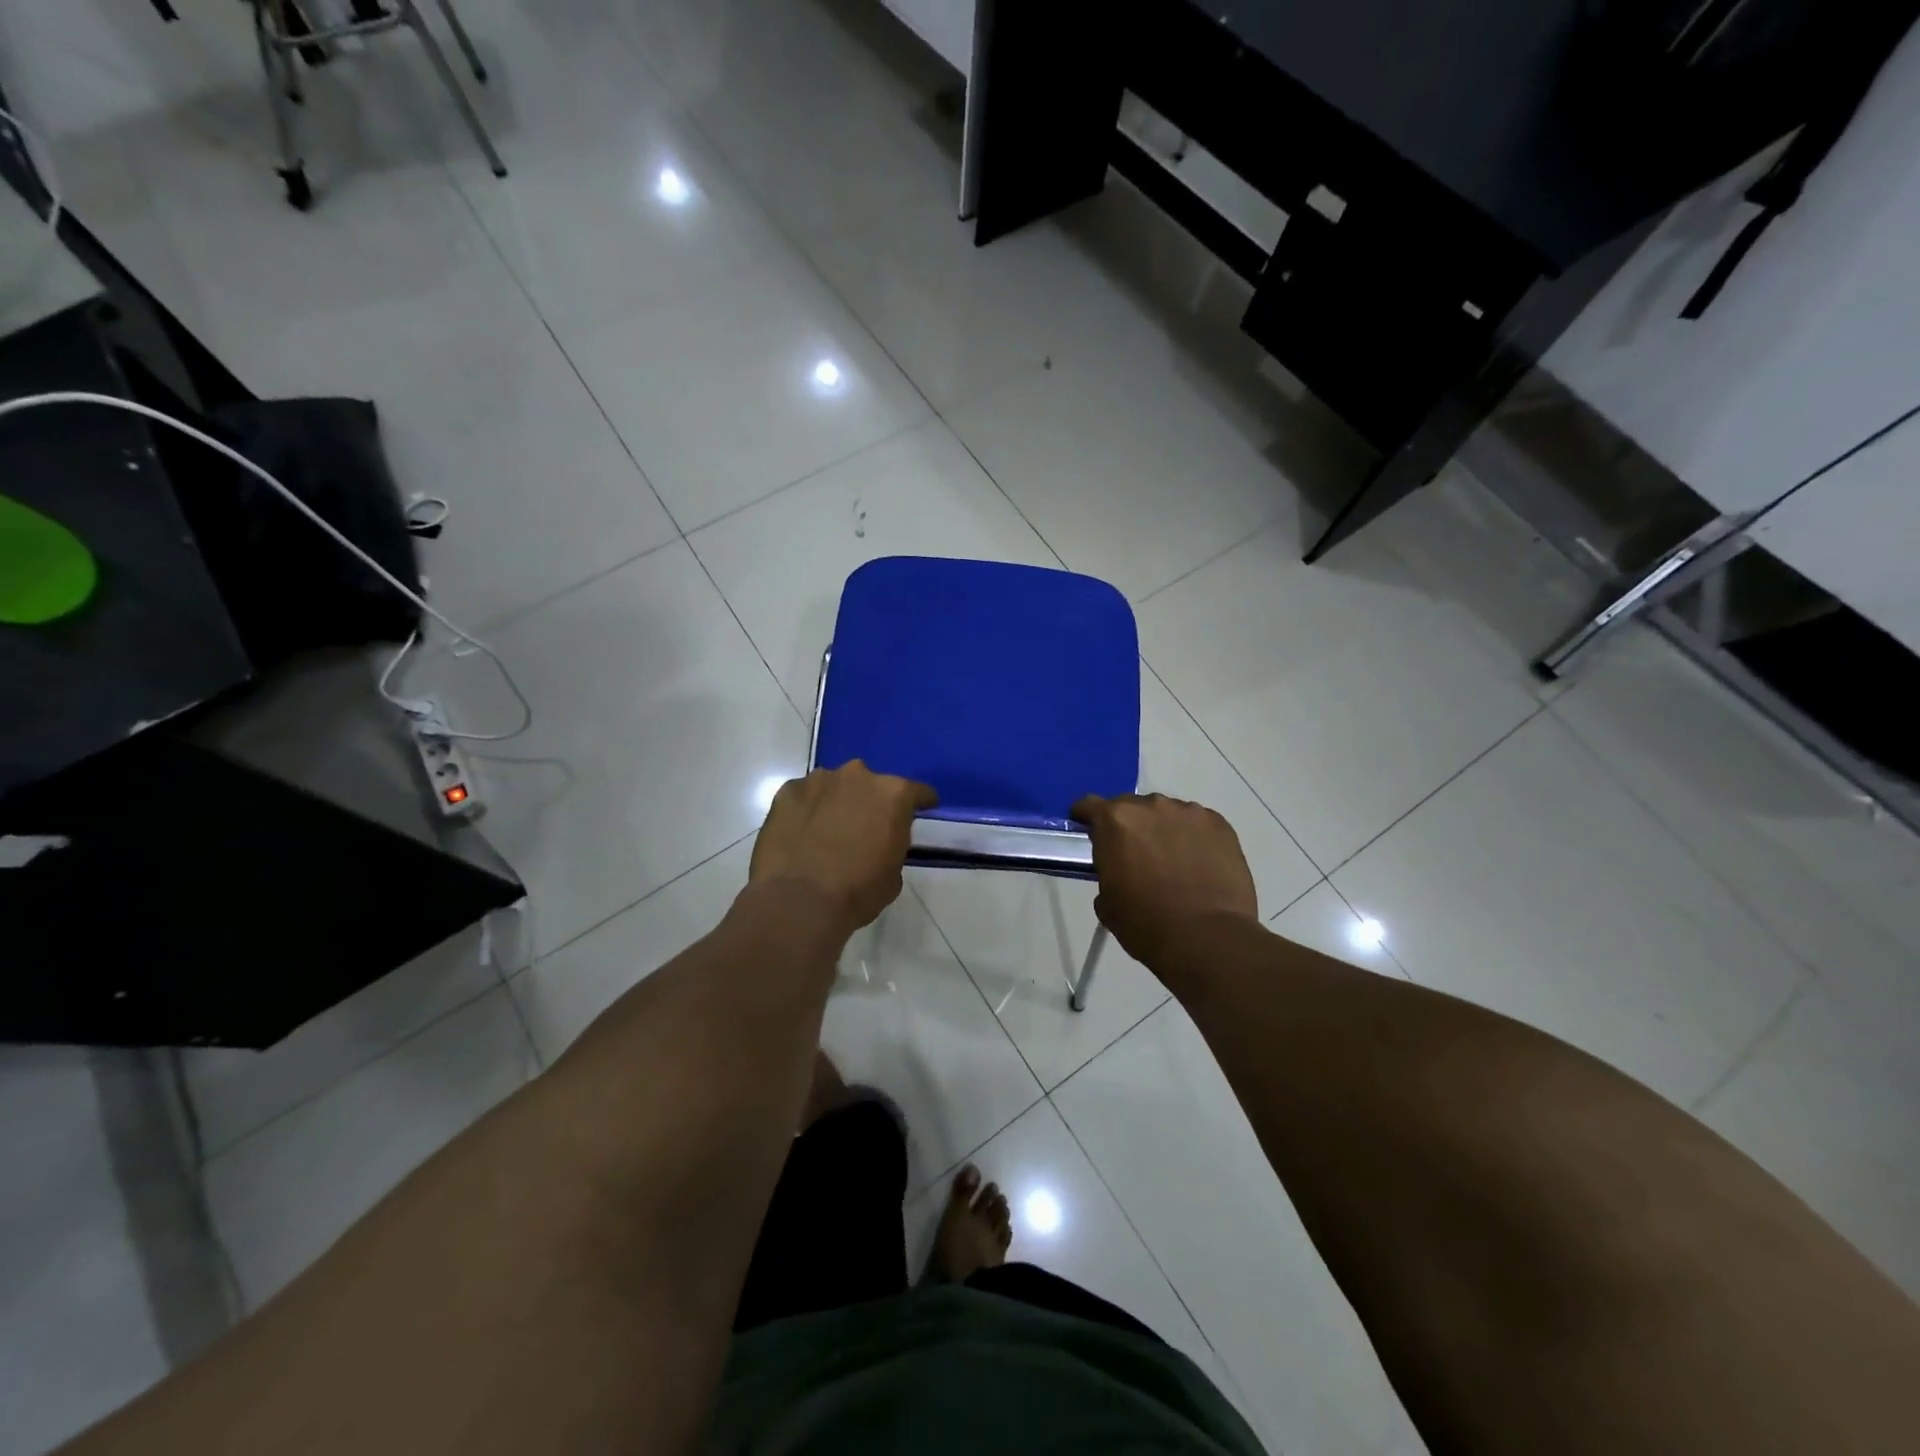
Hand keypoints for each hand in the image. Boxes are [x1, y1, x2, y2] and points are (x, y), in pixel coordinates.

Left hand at [751, 762, 937, 931]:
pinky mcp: (787, 791)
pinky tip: (800, 834)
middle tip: (864, 828)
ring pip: (835, 786)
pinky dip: (806, 810)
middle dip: (870, 802)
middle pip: (871, 784)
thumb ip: (893, 845)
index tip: (921, 811)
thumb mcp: (893, 874)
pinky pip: (804, 797)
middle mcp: (858, 776)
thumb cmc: (857, 892)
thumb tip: (881, 842)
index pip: (917, 792)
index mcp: (893, 794)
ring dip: (836, 802)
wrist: (798, 902)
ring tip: (827, 831)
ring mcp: (819, 780)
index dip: (921, 803)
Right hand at [1071, 793, 1257, 965]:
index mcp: (1115, 821)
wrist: (1207, 939)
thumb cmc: (1146, 924)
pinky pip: (1197, 824)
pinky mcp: (1220, 824)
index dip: (1086, 818)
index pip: (1090, 805)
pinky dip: (1193, 838)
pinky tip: (1199, 864)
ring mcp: (1189, 812)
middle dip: (1129, 826)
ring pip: (1167, 814)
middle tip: (1135, 855)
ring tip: (1172, 861)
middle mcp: (1151, 806)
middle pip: (1131, 807)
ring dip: (1163, 830)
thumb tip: (1119, 872)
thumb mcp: (1107, 903)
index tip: (1089, 833)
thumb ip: (1107, 873)